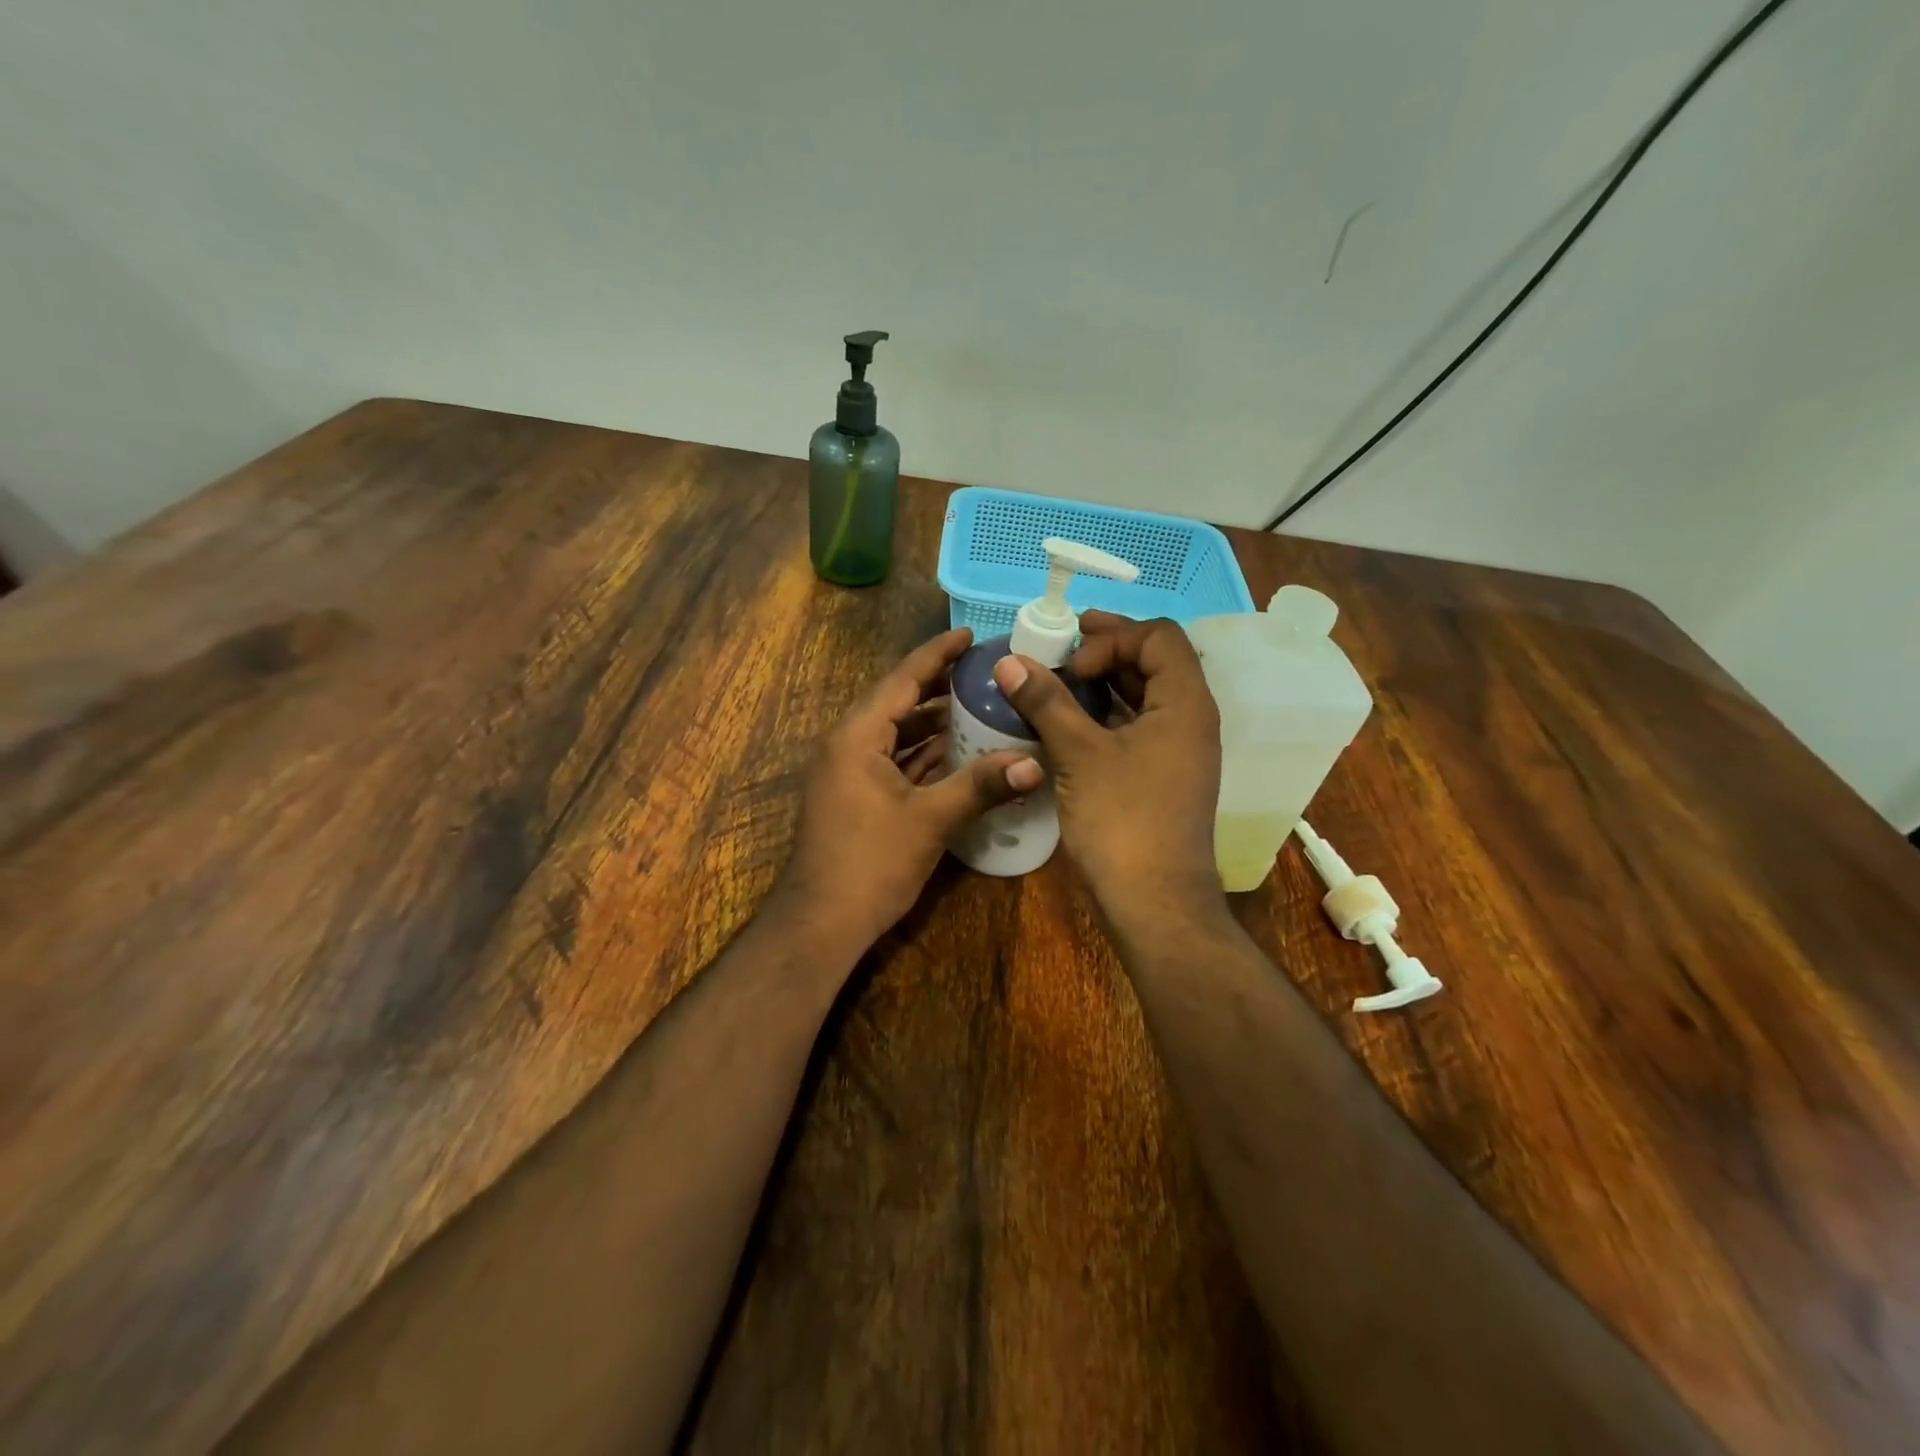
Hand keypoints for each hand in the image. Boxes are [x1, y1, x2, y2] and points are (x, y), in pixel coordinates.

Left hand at [777, 628, 1044, 953]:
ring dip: (934, 722)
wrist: (820, 923)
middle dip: (939, 685)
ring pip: (897, 734)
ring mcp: (850, 772)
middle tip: (984, 670)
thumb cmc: (869, 863)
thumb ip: (980, 786)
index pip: (902, 679)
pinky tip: (959, 752)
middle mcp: (848, 744)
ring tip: (980, 704)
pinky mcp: (857, 796)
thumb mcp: (929, 821)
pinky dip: (924, 754)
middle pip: (899, 702)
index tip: (969, 633)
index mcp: (857, 736)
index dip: (936, 654)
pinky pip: (895, 761)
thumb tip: (1036, 763)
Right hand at [991, 612, 1221, 919]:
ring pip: (1143, 696)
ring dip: (1103, 683)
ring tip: (1056, 683)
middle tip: (1057, 652)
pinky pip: (1136, 727)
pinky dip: (1105, 715)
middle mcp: (1190, 719)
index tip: (1071, 663)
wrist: (1154, 902)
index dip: (1112, 637)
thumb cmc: (1122, 820)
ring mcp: (1179, 751)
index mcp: (1185, 703)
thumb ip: (1046, 702)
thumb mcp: (1079, 754)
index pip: (1158, 636)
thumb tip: (1010, 661)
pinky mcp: (1163, 776)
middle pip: (1154, 662)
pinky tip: (1067, 724)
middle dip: (1105, 651)